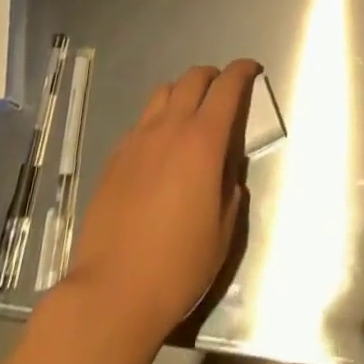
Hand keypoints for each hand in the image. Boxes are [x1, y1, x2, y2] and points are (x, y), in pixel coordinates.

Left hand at [61, 60, 259, 344]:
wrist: (111, 294)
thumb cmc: (176, 268)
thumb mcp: (221, 234)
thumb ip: (230, 192)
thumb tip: (228, 173)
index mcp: (203, 141)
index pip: (228, 86)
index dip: (243, 70)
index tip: (253, 69)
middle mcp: (171, 128)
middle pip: (193, 78)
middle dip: (213, 76)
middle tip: (222, 92)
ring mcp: (138, 139)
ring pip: (163, 92)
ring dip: (182, 93)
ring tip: (188, 114)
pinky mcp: (114, 157)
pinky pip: (140, 122)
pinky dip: (156, 121)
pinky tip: (157, 149)